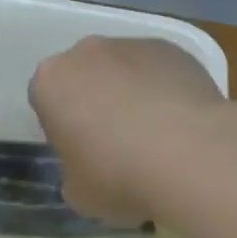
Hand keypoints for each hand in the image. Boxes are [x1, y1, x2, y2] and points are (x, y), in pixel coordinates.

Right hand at [29, 37, 224, 225]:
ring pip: (122, 68)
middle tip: (116, 141)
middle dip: (95, 100)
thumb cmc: (120, 175)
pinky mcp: (172, 48)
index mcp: (51, 81)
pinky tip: (180, 121)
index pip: (46, 100)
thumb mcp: (79, 192)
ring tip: (156, 134)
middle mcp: (87, 52)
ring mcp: (131, 45)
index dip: (62, 127)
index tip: (81, 152)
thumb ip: (73, 170)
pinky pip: (158, 68)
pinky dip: (163, 87)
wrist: (190, 154)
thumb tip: (89, 164)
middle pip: (84, 75)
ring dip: (130, 91)